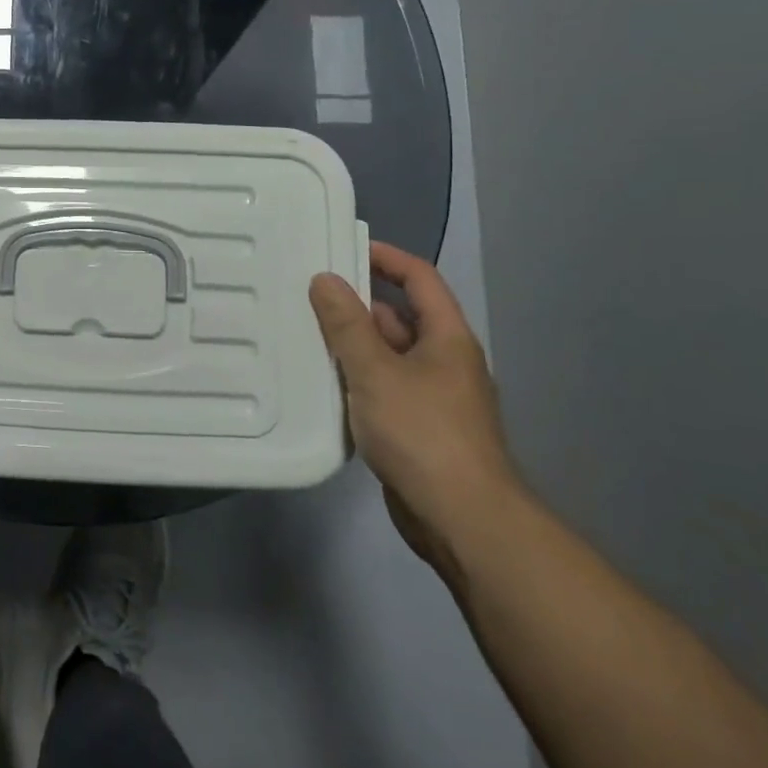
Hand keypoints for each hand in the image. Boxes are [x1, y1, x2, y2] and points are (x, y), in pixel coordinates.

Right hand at [310, 242, 521, 578]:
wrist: (463, 521)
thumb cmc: (424, 434)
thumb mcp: (376, 372)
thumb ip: (347, 325)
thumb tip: (325, 279)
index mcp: (447, 339)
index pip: (420, 279)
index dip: (387, 258)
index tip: (345, 247)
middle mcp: (445, 362)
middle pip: (400, 317)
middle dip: (357, 304)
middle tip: (308, 294)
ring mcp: (433, 398)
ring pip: (388, 356)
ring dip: (352, 345)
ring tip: (304, 334)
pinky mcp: (418, 430)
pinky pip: (383, 389)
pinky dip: (356, 380)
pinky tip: (323, 384)